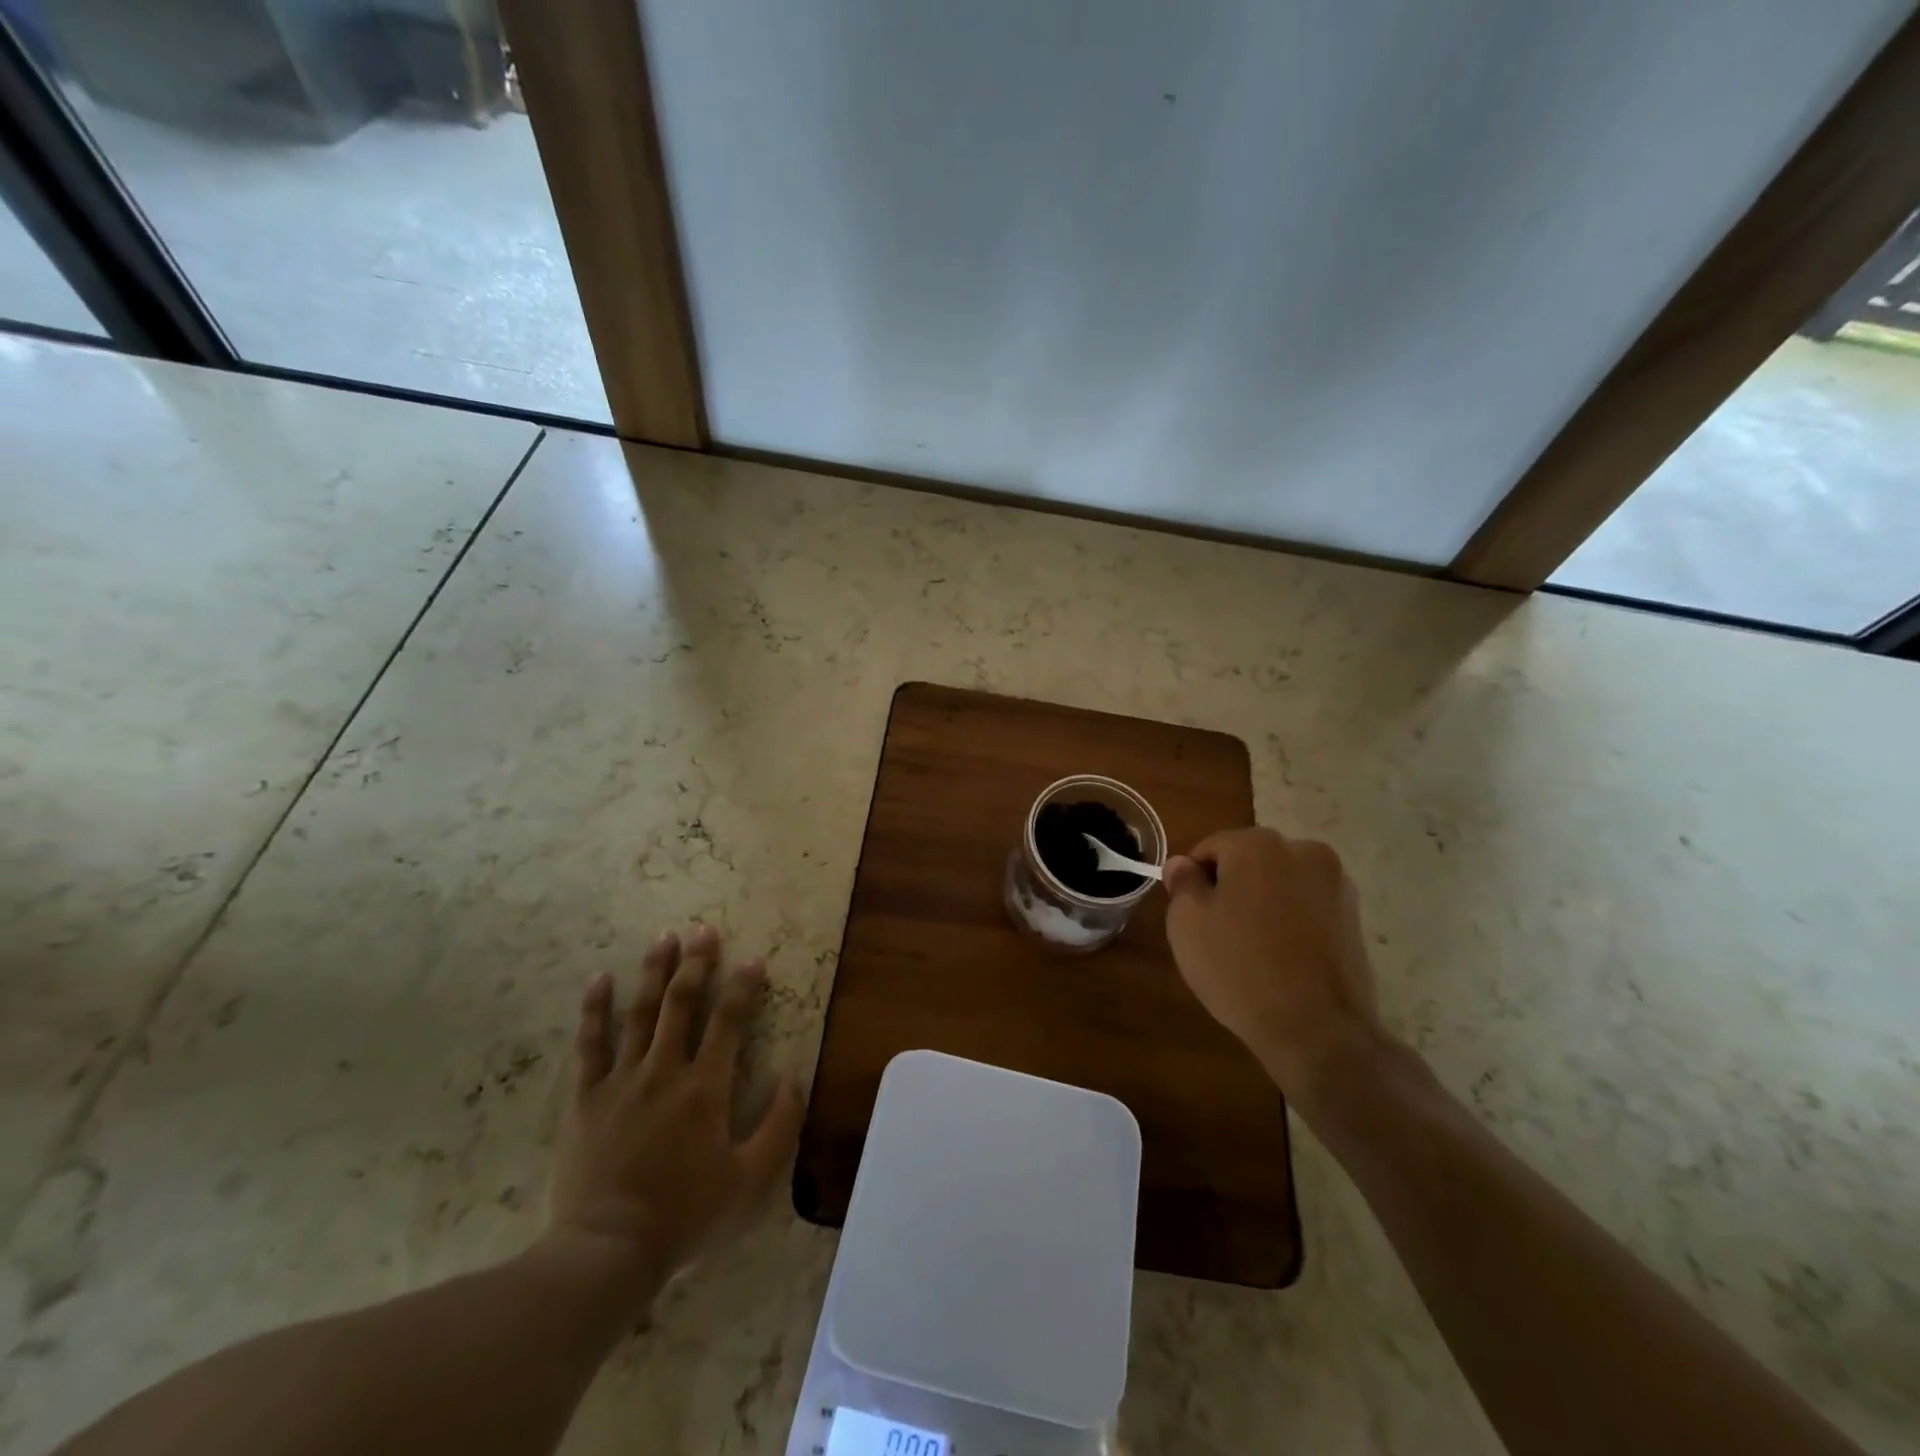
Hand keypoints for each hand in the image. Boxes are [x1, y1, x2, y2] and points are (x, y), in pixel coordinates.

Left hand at [544, 926, 804, 1307]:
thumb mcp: (751, 1182)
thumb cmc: (685, 1217)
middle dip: (697, 963)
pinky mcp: (586, 1098)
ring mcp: (622, 1080)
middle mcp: (665, 1071)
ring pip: (640, 1013)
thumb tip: (796, 1076)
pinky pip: (590, 1044)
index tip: (753, 959)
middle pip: (683, 1003)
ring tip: (664, 938)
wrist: (606, 1253)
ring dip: (655, 972)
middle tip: (704, 930)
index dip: (744, 986)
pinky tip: (600, 979)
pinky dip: (595, 1009)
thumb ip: (780, 1126)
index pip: (730, 1021)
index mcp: (706, 1088)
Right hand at [1163, 828, 1387, 1110]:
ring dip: (1264, 904)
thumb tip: (1183, 864)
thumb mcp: (1187, 923)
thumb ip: (1183, 883)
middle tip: (1218, 934)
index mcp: (1257, 844)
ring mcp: (1336, 884)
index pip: (1209, 849)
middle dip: (1232, 888)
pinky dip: (1292, 923)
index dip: (1193, 881)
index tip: (1190, 916)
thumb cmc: (1239, 968)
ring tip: (1254, 951)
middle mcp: (1303, 851)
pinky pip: (1307, 909)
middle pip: (1249, 861)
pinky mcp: (1355, 917)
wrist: (1319, 1031)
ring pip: (1281, 884)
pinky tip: (1283, 960)